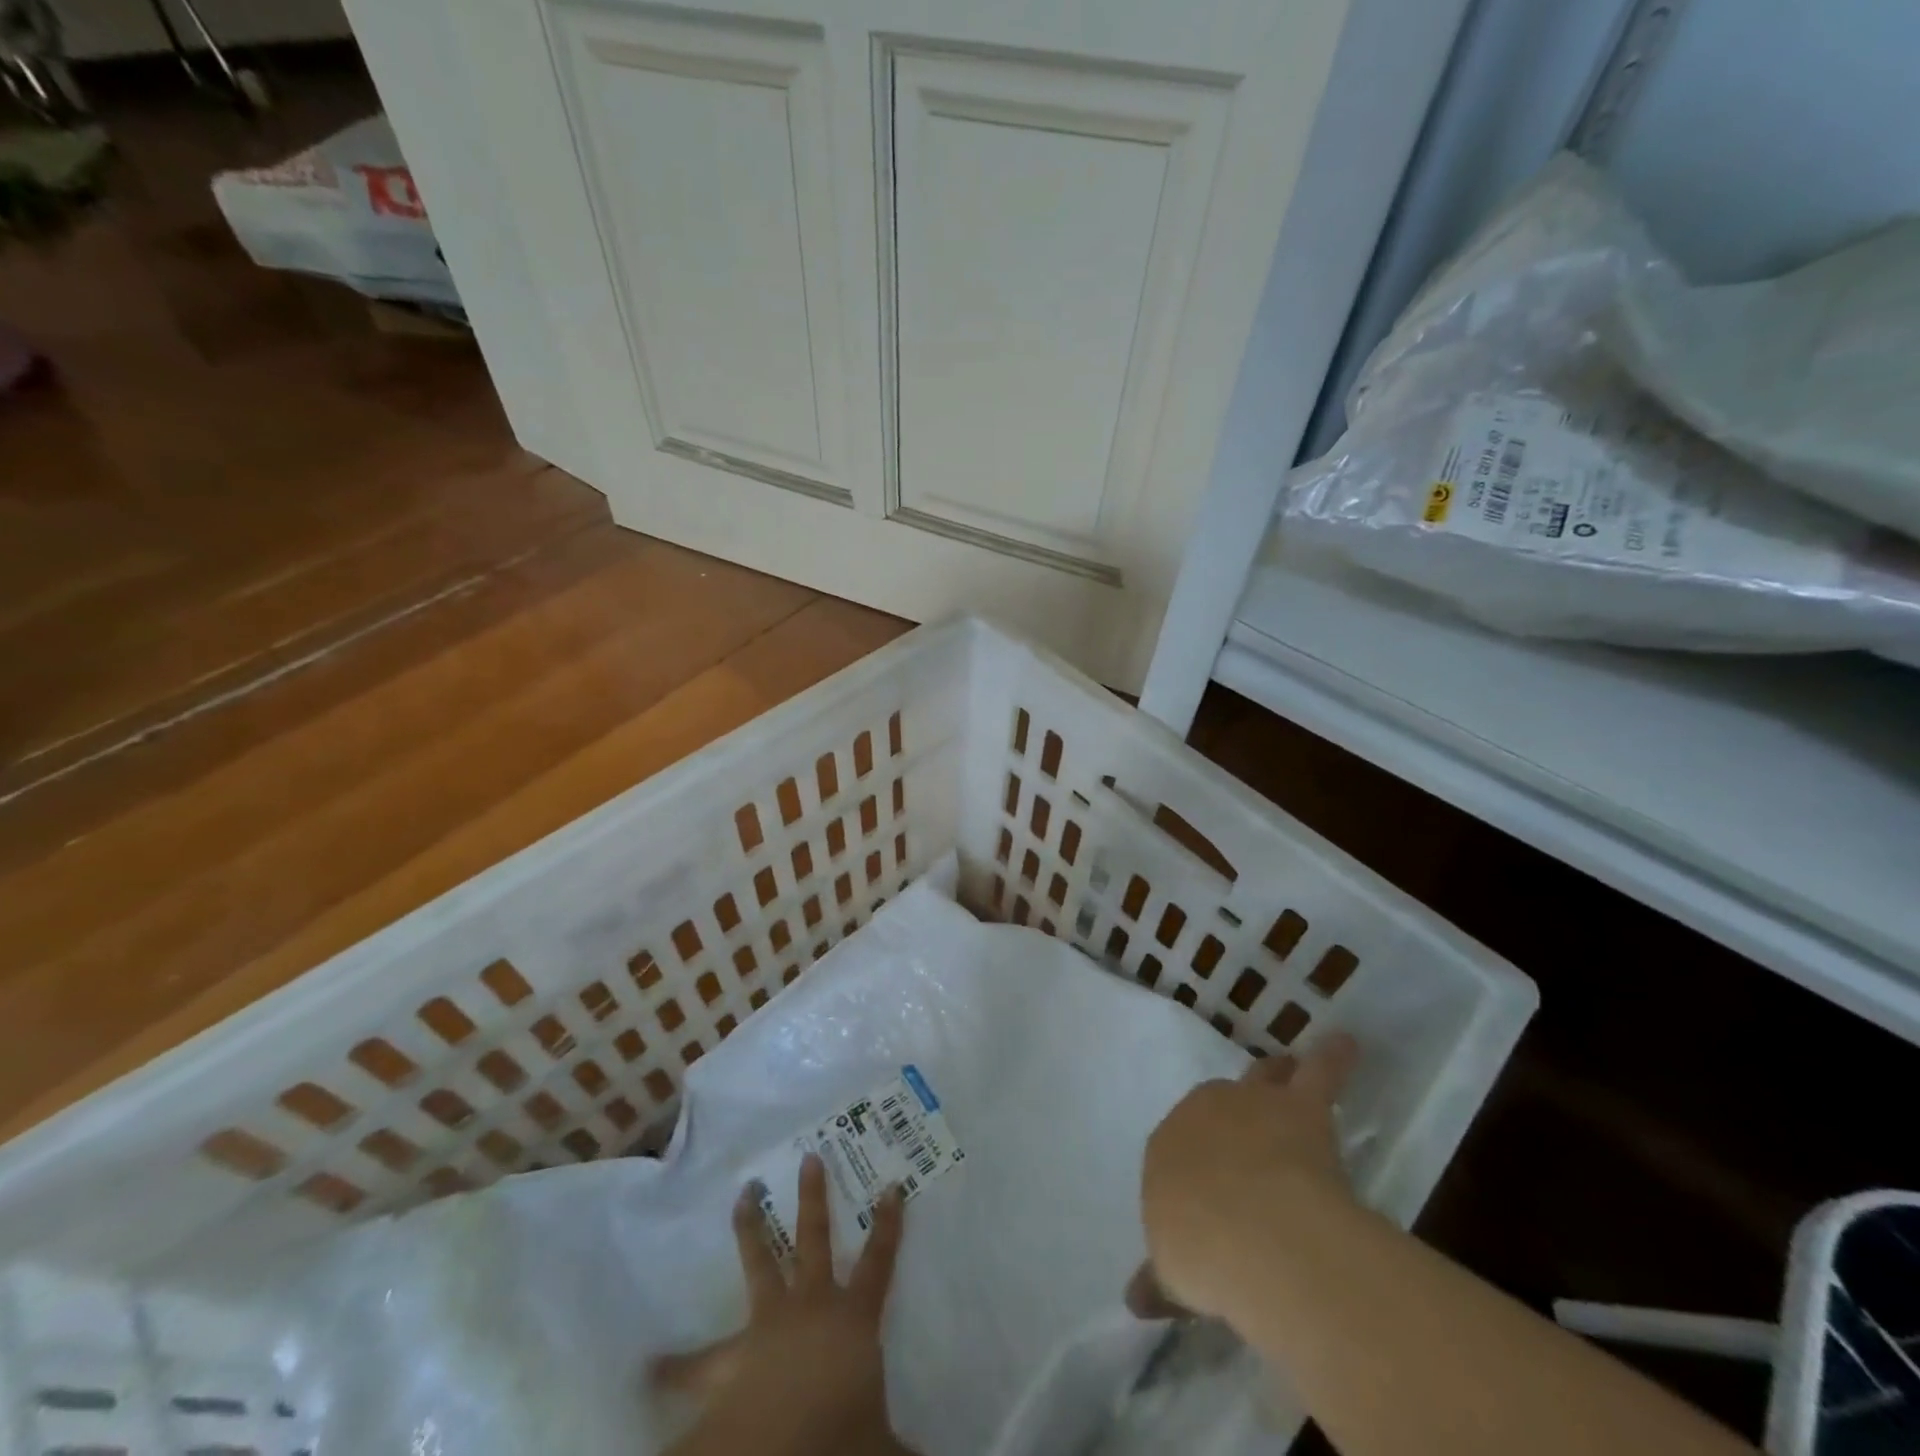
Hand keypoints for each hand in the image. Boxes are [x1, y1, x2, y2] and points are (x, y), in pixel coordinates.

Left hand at [657, 1153, 911, 1455]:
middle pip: (813, 1239)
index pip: (879, 1262)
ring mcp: (765, 1326)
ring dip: (750, 1227)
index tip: (891, 1186)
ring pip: (759, 1264)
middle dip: (813, 1197)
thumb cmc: (838, 1437)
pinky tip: (646, 1367)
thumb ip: (904, 1447)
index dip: (888, 1225)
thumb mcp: (881, 1443)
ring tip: (741, 1195)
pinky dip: (671, 1368)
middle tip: (808, 1158)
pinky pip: (694, 1366)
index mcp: (851, 1319)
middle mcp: (809, 1307)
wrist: (772, 1453)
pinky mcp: (727, 1361)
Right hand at [1132, 1033, 1358, 1320]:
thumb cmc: (1201, 1252)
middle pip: (1217, 1107)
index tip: (1212, 1189)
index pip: (1180, 1149)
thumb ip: (1161, 1280)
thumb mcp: (1173, 1275)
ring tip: (1283, 1067)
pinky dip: (1333, 1058)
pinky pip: (1319, 1073)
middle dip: (1230, 1116)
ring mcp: (1250, 1104)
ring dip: (1273, 1074)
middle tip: (1248, 1132)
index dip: (1199, 1166)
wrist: (1248, 1231)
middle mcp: (1202, 1113)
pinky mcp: (1299, 1106)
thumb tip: (1135, 1299)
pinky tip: (1347, 1042)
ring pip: (1261, 1078)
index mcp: (1166, 1149)